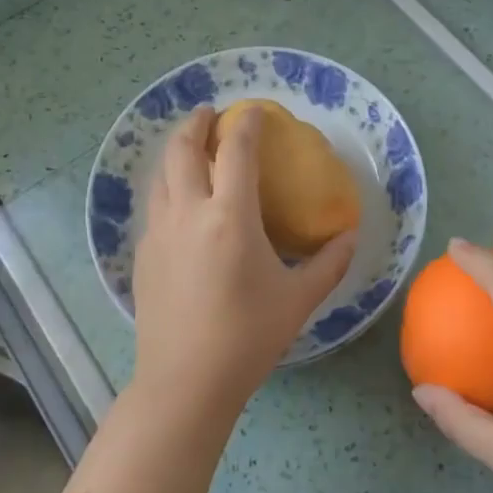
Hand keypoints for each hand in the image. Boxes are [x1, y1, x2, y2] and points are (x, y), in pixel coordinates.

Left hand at [130, 106, 356, 420]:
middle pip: (183, 150)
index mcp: (229, 217)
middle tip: (209, 113)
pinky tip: (179, 201)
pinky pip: (154, 205)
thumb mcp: (298, 299)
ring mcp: (159, 233)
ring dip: (176, 151)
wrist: (185, 382)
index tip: (253, 110)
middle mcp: (188, 213)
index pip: (235, 151)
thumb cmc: (248, 337)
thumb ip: (329, 263)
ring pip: (161, 175)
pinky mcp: (142, 255)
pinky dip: (166, 186)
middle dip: (196, 123)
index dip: (245, 124)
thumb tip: (350, 236)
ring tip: (191, 146)